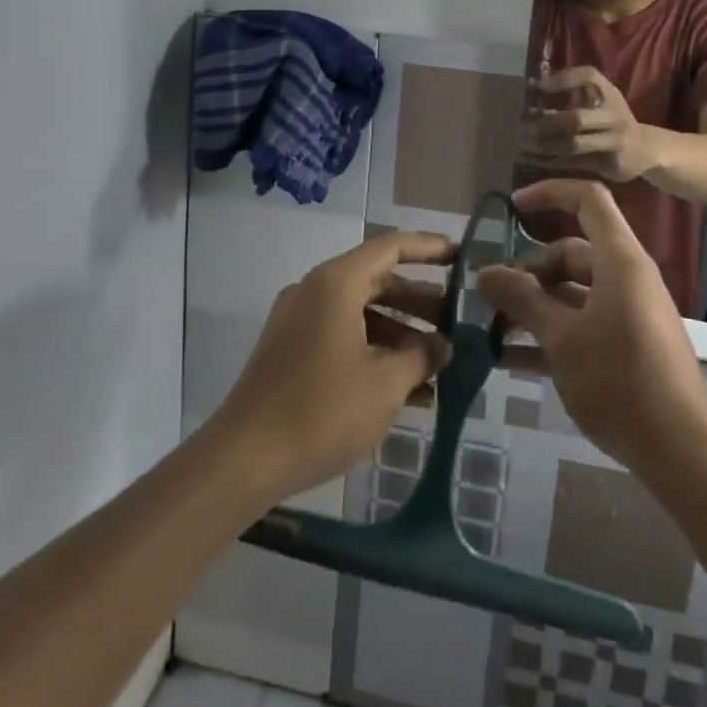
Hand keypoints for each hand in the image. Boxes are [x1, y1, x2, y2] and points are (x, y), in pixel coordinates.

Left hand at [214, 231, 454, 503]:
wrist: (245, 459)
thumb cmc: (321, 411)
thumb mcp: (385, 384)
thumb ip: (421, 356)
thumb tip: (443, 345)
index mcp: (336, 283)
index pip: (391, 247)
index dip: (429, 248)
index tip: (462, 257)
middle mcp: (314, 291)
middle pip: (377, 280)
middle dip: (419, 301)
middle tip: (457, 322)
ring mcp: (299, 320)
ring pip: (361, 312)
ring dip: (399, 332)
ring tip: (438, 361)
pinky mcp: (291, 350)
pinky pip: (342, 336)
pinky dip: (374, 350)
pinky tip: (406, 387)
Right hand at [479, 181, 706, 479]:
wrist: (680, 453)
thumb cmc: (619, 381)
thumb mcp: (562, 338)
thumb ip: (522, 299)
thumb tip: (486, 272)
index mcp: (619, 261)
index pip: (588, 200)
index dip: (550, 193)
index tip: (511, 209)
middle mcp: (627, 278)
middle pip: (572, 251)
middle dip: (529, 269)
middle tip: (492, 296)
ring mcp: (629, 313)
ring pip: (574, 290)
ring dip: (535, 303)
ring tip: (493, 326)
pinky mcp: (628, 344)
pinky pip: (583, 322)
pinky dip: (551, 331)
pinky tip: (511, 357)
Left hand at [521, 67, 659, 182]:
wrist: (647, 150)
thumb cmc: (614, 121)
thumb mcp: (601, 102)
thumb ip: (572, 97)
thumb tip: (531, 94)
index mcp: (610, 95)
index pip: (589, 76)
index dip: (563, 79)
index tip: (537, 86)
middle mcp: (614, 117)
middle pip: (576, 119)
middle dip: (547, 122)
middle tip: (524, 125)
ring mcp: (614, 142)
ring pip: (573, 145)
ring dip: (544, 145)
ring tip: (523, 143)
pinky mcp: (608, 164)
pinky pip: (573, 163)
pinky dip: (548, 161)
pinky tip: (528, 159)